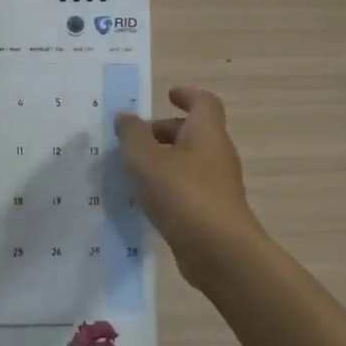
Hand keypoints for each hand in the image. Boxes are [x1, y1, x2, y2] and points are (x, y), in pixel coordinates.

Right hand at [113, 87, 265, 288]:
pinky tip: (147, 199)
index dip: (187, 95)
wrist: (219, 251)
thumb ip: (132, 135)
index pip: (204, 102)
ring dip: (165, 160)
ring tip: (134, 170)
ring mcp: (219, 185)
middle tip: (136, 138)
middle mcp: (217, 154)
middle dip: (166, 131)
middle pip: (195, 132)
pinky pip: (190, 187)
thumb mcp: (145, 159)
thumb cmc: (182, 194)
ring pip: (191, 161)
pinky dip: (170, 185)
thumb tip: (125, 116)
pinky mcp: (214, 211)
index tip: (168, 94)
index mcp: (206, 133)